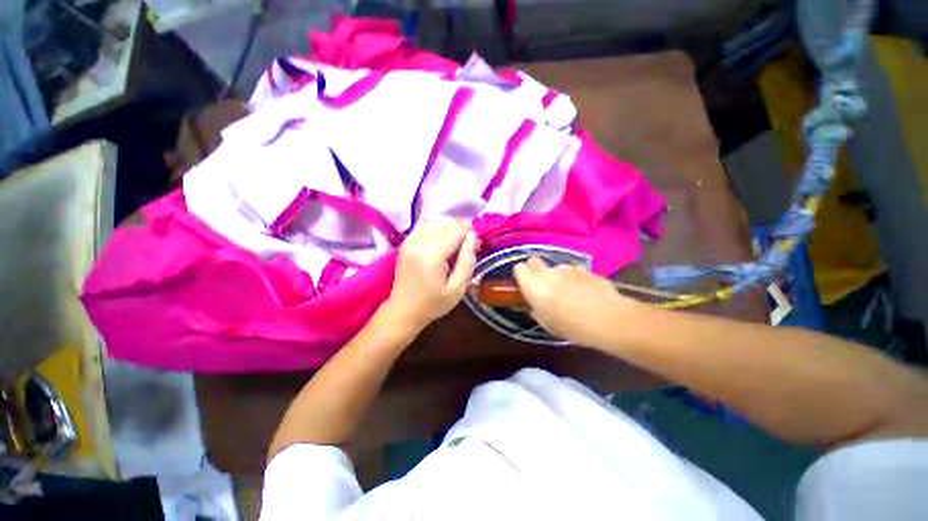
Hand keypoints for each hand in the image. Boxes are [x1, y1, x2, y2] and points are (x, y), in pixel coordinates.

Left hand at [383, 217, 478, 333]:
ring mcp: (410, 240)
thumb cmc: (433, 303)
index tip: (475, 249)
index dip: (470, 236)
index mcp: (432, 254)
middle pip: (448, 222)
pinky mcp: (406, 241)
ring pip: (437, 221)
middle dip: (461, 231)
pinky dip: (437, 229)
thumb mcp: (458, 289)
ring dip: (450, 229)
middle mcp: (419, 241)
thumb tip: (473, 236)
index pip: (458, 229)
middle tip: (466, 249)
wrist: (403, 310)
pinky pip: (426, 225)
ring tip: (454, 245)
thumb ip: (468, 260)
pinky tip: (441, 243)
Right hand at [513, 257, 644, 347]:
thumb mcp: (547, 324)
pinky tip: (582, 291)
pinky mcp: (583, 269)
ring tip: (567, 291)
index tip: (525, 285)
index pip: (519, 268)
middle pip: (534, 261)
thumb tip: (532, 304)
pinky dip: (572, 278)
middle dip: (534, 270)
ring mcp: (567, 268)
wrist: (609, 319)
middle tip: (542, 285)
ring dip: (556, 276)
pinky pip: (572, 271)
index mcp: (534, 286)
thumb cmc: (573, 327)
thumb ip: (535, 309)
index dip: (521, 276)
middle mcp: (548, 272)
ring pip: (555, 267)